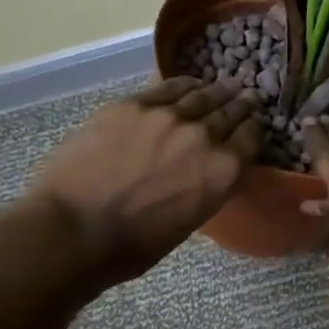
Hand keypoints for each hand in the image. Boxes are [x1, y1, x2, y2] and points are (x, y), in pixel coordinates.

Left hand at [26, 79, 259, 284]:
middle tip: (246, 99)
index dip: (254, 130)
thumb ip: (210, 186)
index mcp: (223, 171)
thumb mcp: (191, 220)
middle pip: (231, 112)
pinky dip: (183, 85)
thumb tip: (212, 169)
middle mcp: (203, 136)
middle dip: (240, 106)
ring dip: (216, 91)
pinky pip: (167, 88)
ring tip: (223, 86)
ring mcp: (166, 116)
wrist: (74, 231)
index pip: (252, 138)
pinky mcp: (132, 105)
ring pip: (201, 95)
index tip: (253, 125)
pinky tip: (188, 84)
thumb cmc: (134, 244)